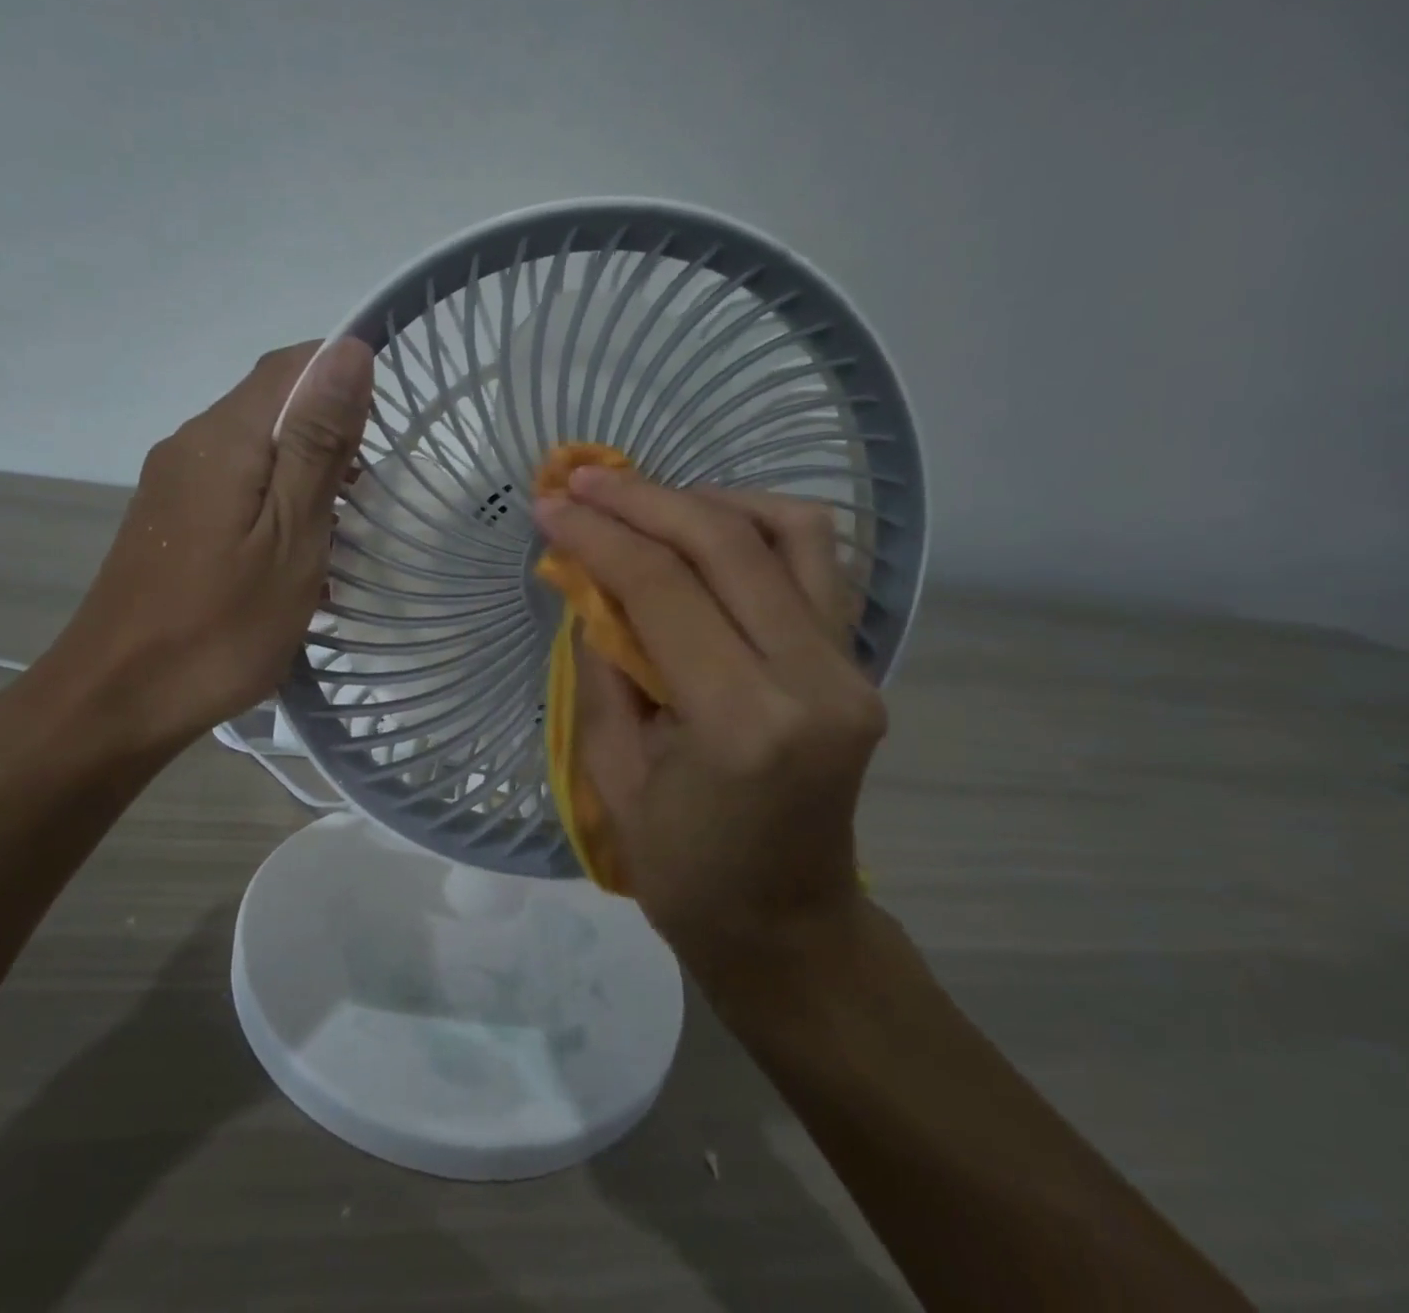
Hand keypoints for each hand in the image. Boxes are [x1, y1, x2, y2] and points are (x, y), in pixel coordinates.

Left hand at [29, 338, 374, 762]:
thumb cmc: (220, 626)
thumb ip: (317, 442)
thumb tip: (348, 350)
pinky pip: (233, 485)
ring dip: (305, 473)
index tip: (382, 437)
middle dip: (330, 434)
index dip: (345, 378)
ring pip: (254, 448)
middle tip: (366, 499)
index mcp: (225, 437)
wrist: (117, 699)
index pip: (292, 363)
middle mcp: (191, 443)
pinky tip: (291, 554)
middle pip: (271, 403)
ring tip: (338, 533)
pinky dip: (274, 502)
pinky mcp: (168, 520)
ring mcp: (172, 483)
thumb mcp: (291, 536)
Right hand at [533, 469, 884, 971]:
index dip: (598, 536)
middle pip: (726, 544)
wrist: (788, 927)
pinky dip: (757, 525)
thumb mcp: (613, 774)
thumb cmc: (684, 872)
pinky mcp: (858, 663)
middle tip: (582, 481)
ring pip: (791, 530)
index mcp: (743, 725)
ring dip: (707, 500)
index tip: (550, 507)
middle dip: (643, 499)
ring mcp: (850, 667)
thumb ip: (602, 666)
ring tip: (646, 501)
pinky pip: (816, 560)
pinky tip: (707, 530)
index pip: (663, 589)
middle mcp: (813, 681)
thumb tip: (588, 581)